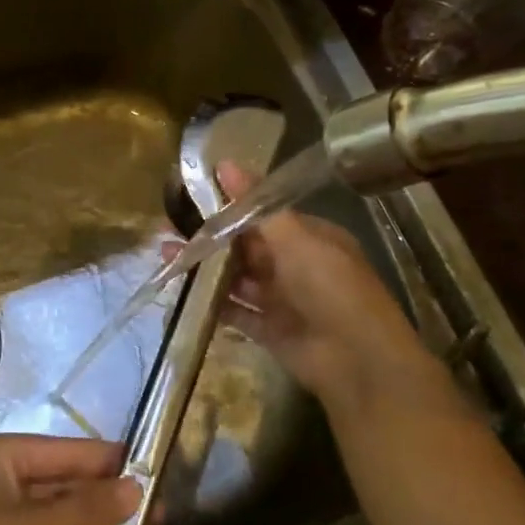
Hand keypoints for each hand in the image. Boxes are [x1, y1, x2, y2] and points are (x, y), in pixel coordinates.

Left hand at [0, 434, 156, 524]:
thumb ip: (86, 509)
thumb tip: (137, 486)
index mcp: (3, 456)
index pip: (71, 451)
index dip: (114, 464)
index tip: (159, 477)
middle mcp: (1, 481)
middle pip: (67, 485)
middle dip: (112, 504)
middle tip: (163, 523)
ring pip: (60, 521)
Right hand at [165, 161, 442, 412]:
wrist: (358, 360)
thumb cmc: (331, 287)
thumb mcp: (295, 239)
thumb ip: (256, 207)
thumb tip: (226, 163)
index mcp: (310, 238)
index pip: (264, 217)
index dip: (230, 207)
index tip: (192, 196)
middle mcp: (296, 266)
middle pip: (246, 247)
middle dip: (210, 237)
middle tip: (168, 226)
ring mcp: (282, 300)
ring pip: (236, 278)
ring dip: (205, 267)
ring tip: (167, 253)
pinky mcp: (269, 331)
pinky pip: (236, 312)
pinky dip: (213, 301)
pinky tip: (182, 289)